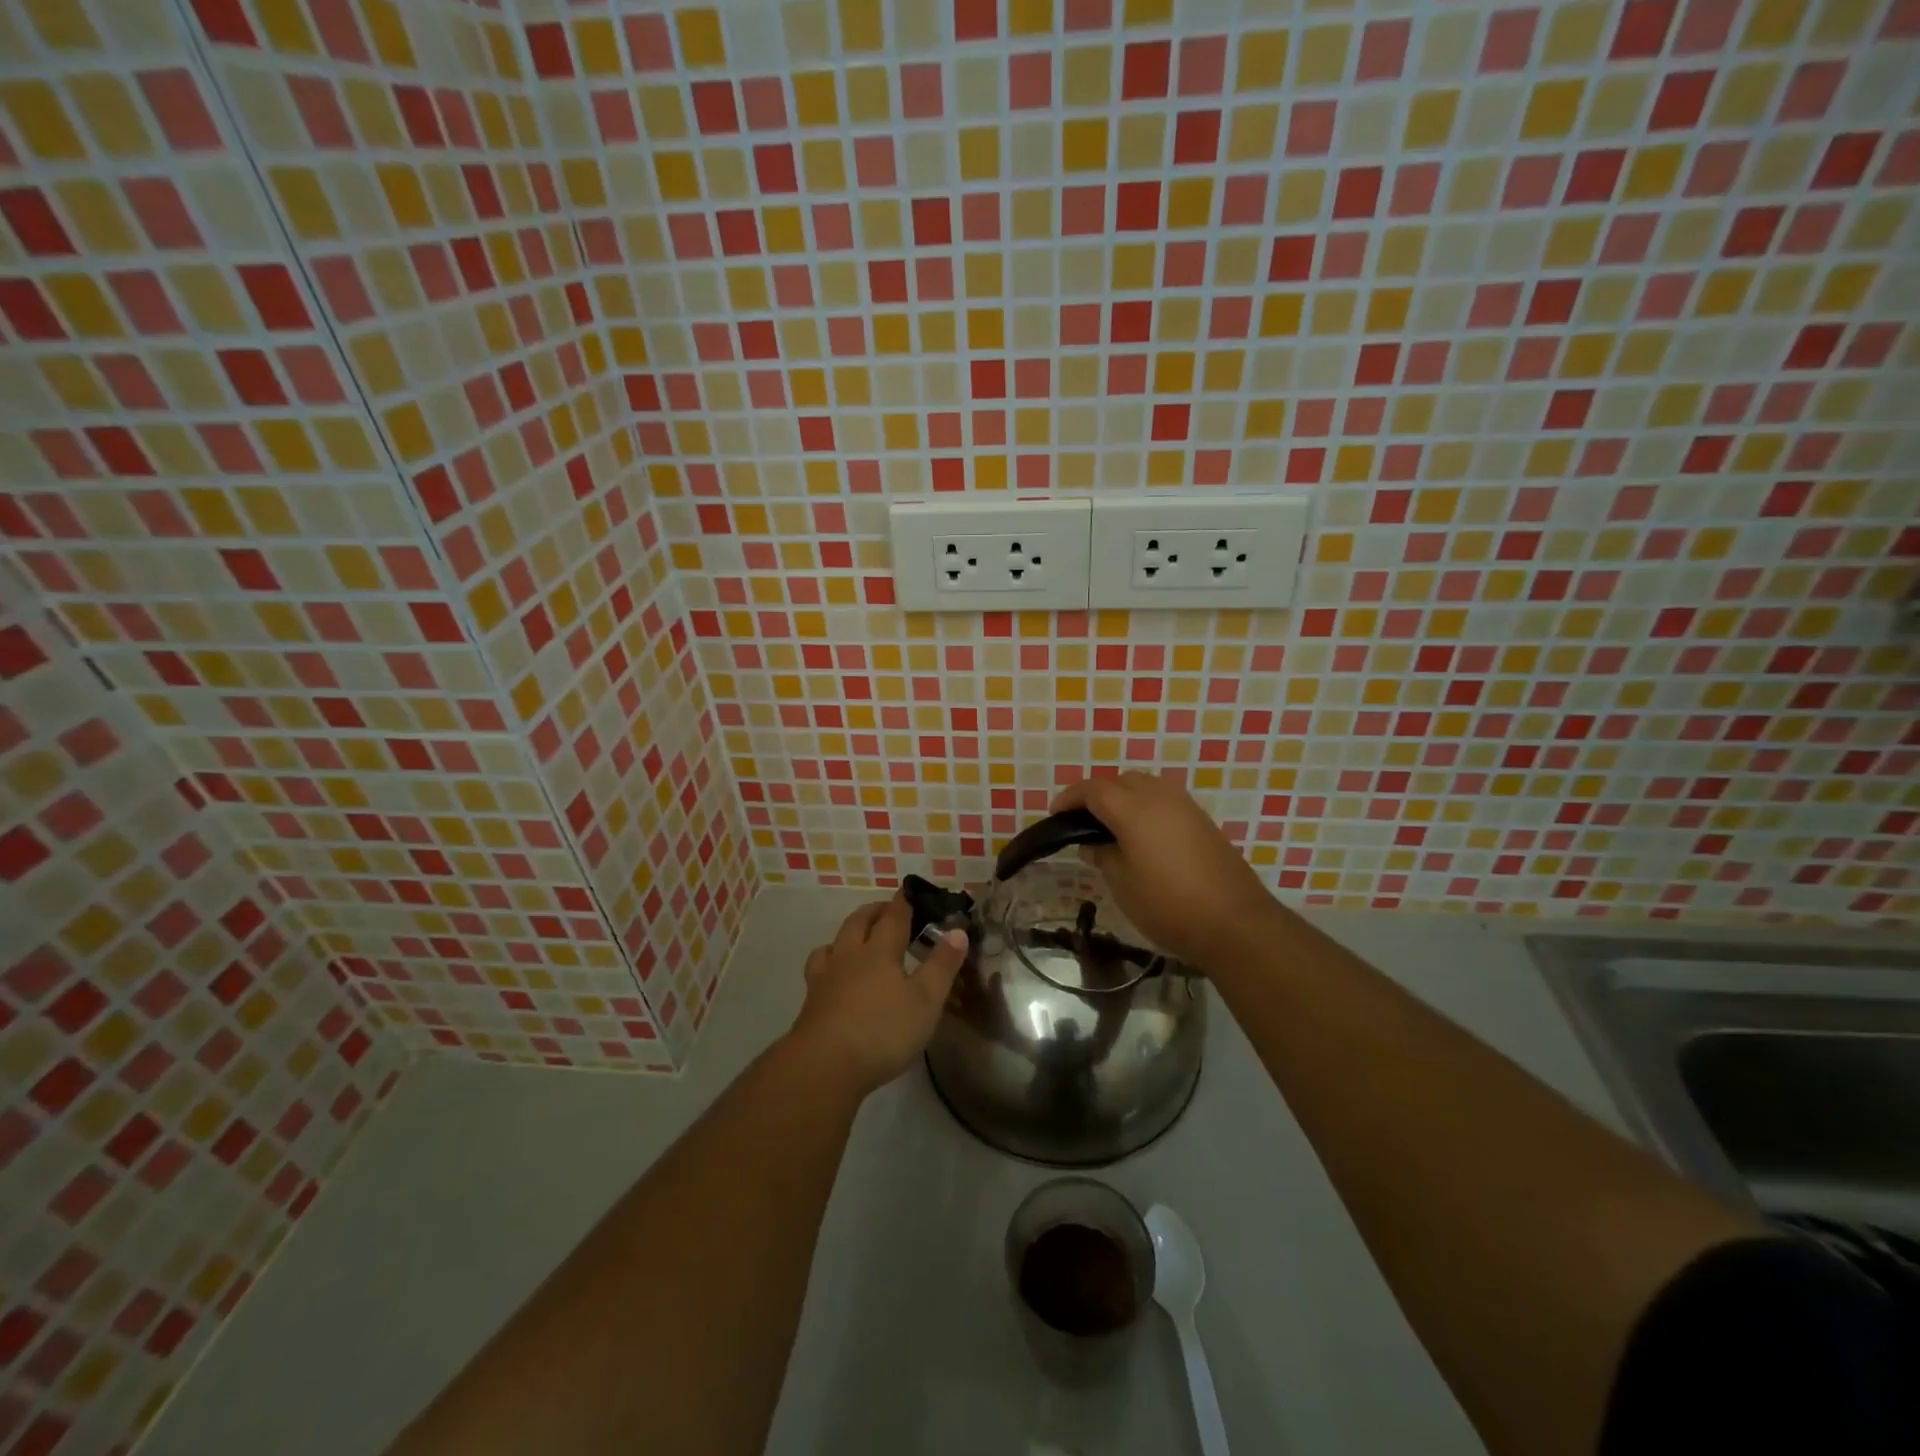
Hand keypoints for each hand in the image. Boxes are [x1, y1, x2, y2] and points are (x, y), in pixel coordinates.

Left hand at [789, 896, 968, 1095]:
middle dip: (874, 912)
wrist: (824, 1065)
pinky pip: (818, 968)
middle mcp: (850, 956)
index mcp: (879, 951)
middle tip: (886, 910)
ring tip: (855, 938)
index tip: (908, 891)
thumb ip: (942, 965)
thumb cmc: (883, 1031)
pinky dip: (828, 962)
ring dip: (847, 934)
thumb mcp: (925, 1001)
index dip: (902, 903)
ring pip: (833, 943)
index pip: (893, 918)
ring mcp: (825, 978)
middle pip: (859, 922)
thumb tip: (957, 931)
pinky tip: (833, 976)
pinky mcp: (810, 1001)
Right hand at [1051, 773, 1283, 973]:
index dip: (1070, 798)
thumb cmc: (1168, 905)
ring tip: (1110, 827)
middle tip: (1082, 821)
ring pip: (1146, 786)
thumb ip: (1103, 856)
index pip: (1093, 790)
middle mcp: (1160, 797)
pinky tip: (1142, 836)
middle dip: (1097, 794)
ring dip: (1124, 797)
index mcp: (1134, 809)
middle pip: (1121, 781)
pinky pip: (1164, 800)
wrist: (1235, 923)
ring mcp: (1186, 806)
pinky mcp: (1203, 821)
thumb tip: (1092, 844)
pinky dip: (1146, 807)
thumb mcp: (1122, 885)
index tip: (1055, 814)